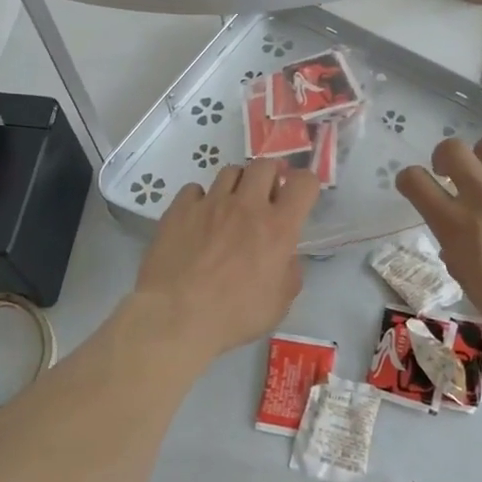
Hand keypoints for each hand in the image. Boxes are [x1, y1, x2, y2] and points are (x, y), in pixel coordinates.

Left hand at [133, 159, 320, 356]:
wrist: (176, 316)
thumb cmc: (234, 315)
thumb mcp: (279, 304)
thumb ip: (289, 272)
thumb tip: (285, 256)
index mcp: (277, 228)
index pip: (304, 183)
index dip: (305, 185)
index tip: (299, 196)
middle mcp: (246, 206)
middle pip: (264, 165)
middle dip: (270, 175)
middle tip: (266, 195)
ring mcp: (210, 203)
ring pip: (230, 172)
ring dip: (237, 185)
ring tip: (231, 205)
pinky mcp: (180, 208)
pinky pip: (195, 189)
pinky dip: (201, 199)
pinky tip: (198, 218)